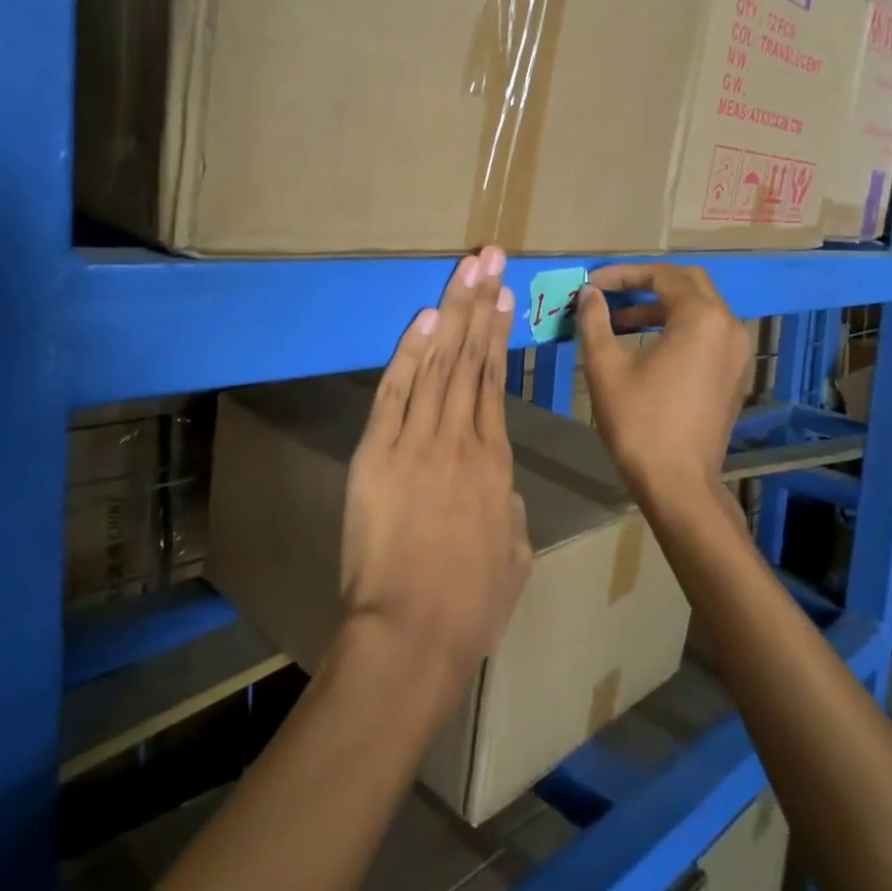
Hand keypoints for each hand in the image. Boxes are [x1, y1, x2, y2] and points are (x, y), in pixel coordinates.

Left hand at [340, 247, 530, 692]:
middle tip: (488, 258)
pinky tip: (423, 319)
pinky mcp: (378, 453)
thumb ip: (510, 510)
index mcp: (495, 462)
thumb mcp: (514, 555)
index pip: (496, 382)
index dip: (498, 334)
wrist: (413, 633)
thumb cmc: (470, 606)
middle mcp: (460, 438)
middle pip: (470, 358)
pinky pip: (395, 393)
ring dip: (450, 313)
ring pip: (437, 364)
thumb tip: (502, 488)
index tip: (503, 295)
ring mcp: (416, 441)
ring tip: (464, 271)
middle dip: (479, 302)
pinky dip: (409, 353)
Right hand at [576, 263, 753, 509]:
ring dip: (659, 307)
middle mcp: (728, 325)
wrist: (678, 484)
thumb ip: (595, 321)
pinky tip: (645, 346)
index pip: (662, 274)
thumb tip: (589, 294)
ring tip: (618, 322)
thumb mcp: (605, 368)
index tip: (592, 284)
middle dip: (645, 284)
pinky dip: (677, 328)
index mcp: (700, 318)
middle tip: (609, 295)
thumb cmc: (639, 422)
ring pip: (699, 309)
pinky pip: (707, 333)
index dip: (623, 274)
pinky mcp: (734, 374)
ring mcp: (737, 351)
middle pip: (687, 283)